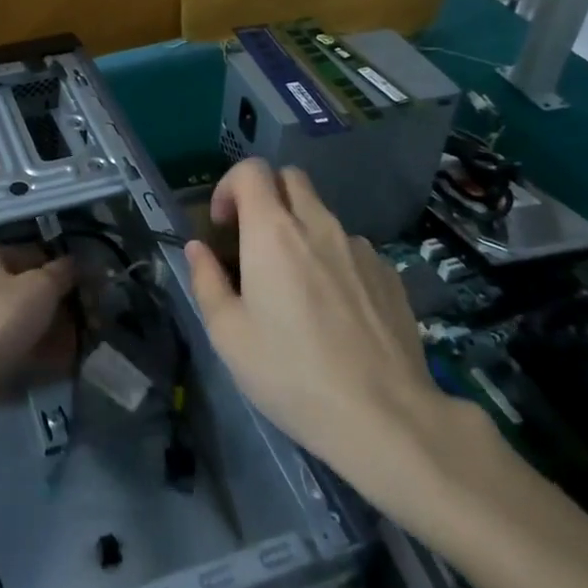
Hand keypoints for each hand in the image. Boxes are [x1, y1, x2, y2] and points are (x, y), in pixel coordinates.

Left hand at [0, 245, 75, 429]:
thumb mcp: (40, 287)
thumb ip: (62, 272)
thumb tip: (76, 263)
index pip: (34, 253)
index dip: (64, 268)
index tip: (90, 285)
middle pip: (31, 289)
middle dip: (62, 305)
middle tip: (91, 318)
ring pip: (26, 319)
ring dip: (55, 330)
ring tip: (83, 343)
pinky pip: (18, 345)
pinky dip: (40, 351)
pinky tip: (65, 362)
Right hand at [184, 159, 489, 517]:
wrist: (385, 417)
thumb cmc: (292, 373)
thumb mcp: (229, 335)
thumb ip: (206, 281)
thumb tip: (198, 249)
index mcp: (273, 232)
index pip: (251, 170)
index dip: (230, 186)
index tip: (223, 225)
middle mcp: (318, 225)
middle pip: (291, 178)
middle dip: (267, 195)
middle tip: (255, 240)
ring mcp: (360, 247)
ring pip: (323, 214)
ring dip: (302, 230)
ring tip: (298, 285)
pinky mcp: (390, 273)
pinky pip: (352, 248)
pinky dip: (334, 260)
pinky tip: (336, 310)